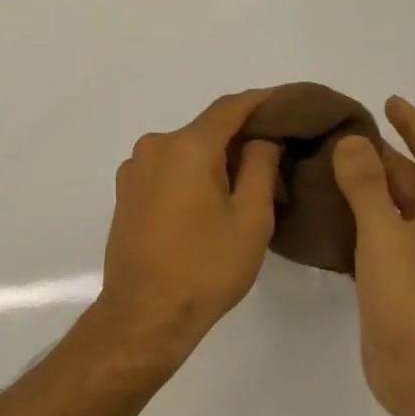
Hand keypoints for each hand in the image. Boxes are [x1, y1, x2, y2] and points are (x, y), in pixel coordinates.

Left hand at [94, 89, 282, 355]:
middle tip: (277, 158)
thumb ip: (260, 166)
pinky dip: (191, 175)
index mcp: (186, 146)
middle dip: (241, 139)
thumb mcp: (251, 218)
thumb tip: (260, 139)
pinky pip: (167, 171)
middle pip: (205, 131)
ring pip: (185, 152)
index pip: (230, 107)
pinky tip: (210, 201)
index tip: (289, 102)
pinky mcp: (125, 194)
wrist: (145, 314)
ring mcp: (134, 171)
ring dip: (215, 161)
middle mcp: (154, 147)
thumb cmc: (205, 267)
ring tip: (247, 186)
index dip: (262, 101)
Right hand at [331, 96, 414, 414]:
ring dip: (363, 186)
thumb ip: (367, 187)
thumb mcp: (385, 236)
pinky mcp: (390, 282)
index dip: (414, 125)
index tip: (388, 101)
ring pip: (387, 209)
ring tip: (324, 168)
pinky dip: (352, 220)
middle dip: (380, 153)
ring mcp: (412, 258)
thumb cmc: (409, 300)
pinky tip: (323, 219)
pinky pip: (371, 236)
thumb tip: (351, 141)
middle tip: (338, 135)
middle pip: (408, 180)